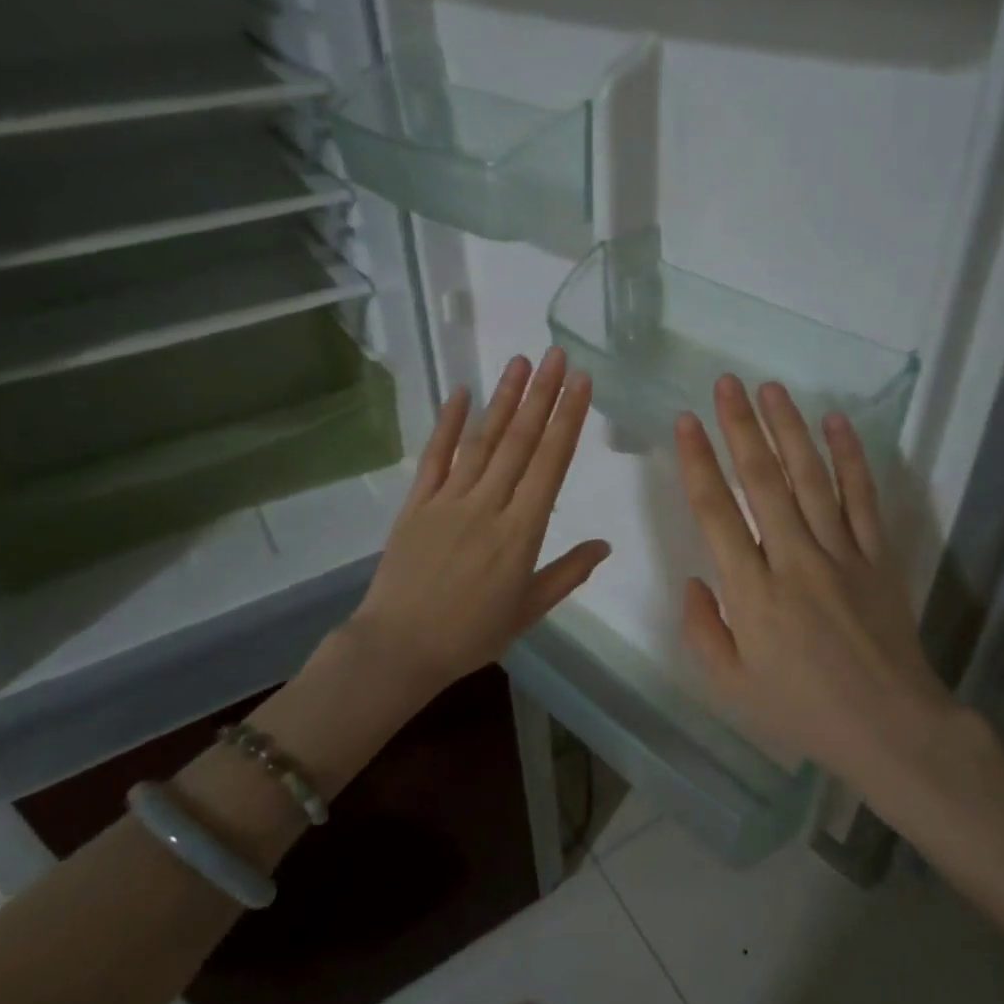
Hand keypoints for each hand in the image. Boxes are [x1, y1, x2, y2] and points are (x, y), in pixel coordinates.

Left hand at [348, 347, 609, 699]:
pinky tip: (460, 392)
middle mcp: (488, 506)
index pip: (551, 464)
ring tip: (522, 362)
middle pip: (520, 441)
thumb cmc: (470, 635)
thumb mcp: (528, 610)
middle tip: (559, 356)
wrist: (399, 648)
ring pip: (482, 441)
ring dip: (503, 399)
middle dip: (543, 396)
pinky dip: (448, 424)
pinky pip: (435, 457)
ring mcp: (448, 501)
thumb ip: (567, 574)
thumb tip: (604, 545)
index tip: (582, 385)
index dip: (568, 421)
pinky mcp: (417, 504)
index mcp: (521, 532)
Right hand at [674, 376, 984, 788]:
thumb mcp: (731, 687)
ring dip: (789, 429)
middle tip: (726, 383)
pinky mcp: (878, 557)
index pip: (716, 513)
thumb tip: (694, 581)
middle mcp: (794, 560)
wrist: (890, 727)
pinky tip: (836, 423)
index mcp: (752, 592)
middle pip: (763, 481)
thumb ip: (703, 631)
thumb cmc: (802, 712)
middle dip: (740, 427)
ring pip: (811, 478)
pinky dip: (850, 458)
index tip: (686, 422)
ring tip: (770, 389)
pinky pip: (863, 498)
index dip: (698, 462)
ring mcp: (841, 554)